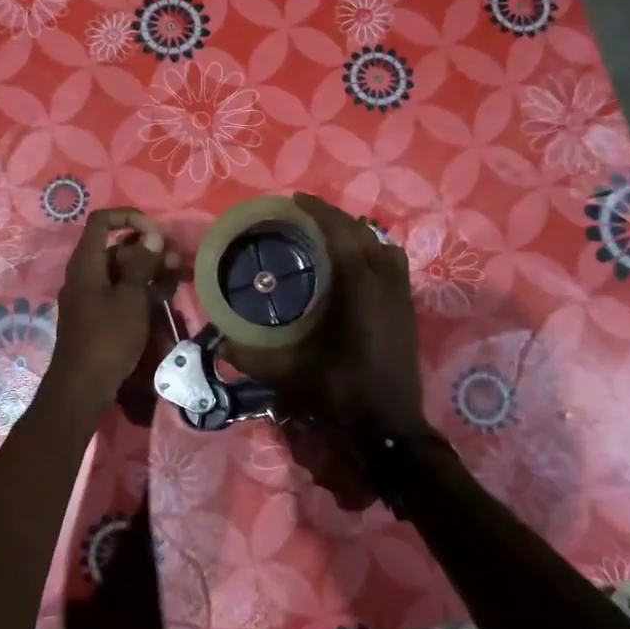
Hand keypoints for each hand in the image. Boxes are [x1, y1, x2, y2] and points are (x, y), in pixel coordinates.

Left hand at [45, 207, 177, 411]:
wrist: (82, 386)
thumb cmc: (107, 337)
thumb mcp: (130, 297)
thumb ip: (141, 263)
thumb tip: (152, 234)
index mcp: (86, 262)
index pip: (102, 221)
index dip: (129, 217)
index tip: (156, 232)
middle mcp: (84, 274)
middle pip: (115, 247)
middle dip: (148, 249)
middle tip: (177, 261)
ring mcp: (89, 296)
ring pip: (121, 271)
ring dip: (148, 270)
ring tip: (178, 278)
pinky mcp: (96, 316)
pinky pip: (119, 292)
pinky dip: (139, 289)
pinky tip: (162, 297)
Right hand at [224, 193, 425, 437]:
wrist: (390, 427)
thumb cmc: (341, 394)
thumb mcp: (290, 375)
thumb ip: (252, 356)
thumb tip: (221, 342)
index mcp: (359, 288)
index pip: (341, 233)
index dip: (319, 212)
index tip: (296, 201)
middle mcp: (384, 283)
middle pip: (363, 233)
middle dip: (335, 219)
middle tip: (305, 217)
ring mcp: (401, 296)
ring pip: (383, 246)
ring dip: (357, 234)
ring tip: (330, 237)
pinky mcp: (408, 310)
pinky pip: (392, 264)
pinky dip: (373, 252)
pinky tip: (355, 267)